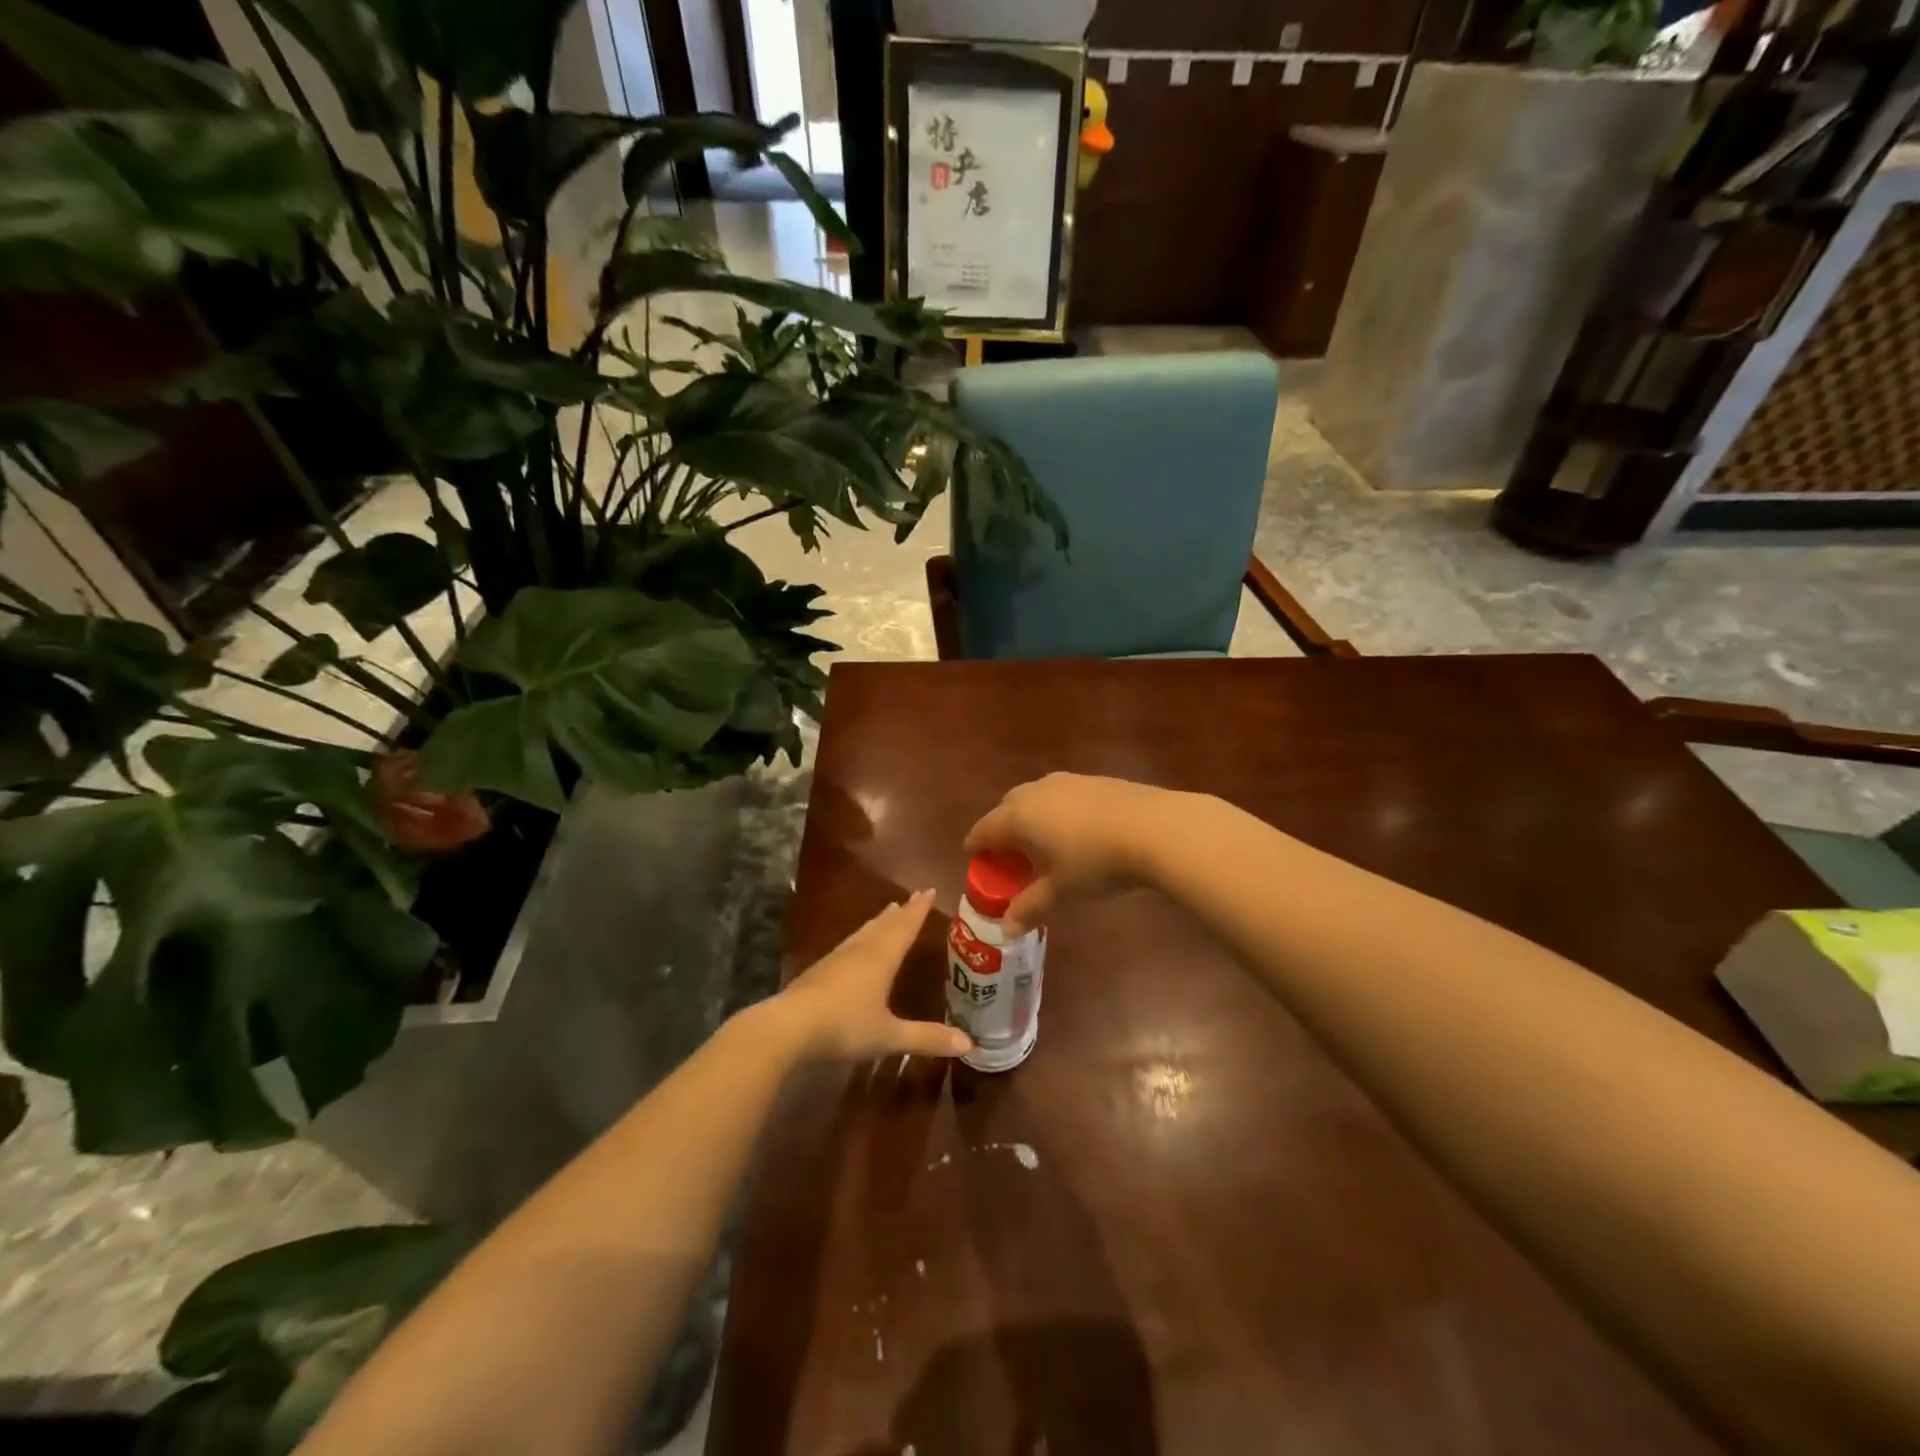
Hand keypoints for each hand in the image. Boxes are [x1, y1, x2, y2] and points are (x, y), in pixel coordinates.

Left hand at [775, 891, 971, 1061]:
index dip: (919, 910)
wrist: (788, 1027)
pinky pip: (849, 945)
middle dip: (901, 912)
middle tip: (913, 897)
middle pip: (884, 925)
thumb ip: (927, 1038)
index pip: (905, 927)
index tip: (929, 890)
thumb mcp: (889, 1036)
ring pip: (864, 933)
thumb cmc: (844, 1026)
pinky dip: (861, 938)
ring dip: (879, 922)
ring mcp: (837, 958)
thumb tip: (968, 1043)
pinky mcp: (819, 970)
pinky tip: (855, 947)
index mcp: (881, 958)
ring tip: (888, 913)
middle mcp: (861, 950)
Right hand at [965, 773, 1175, 932]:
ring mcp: (1067, 782)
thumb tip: (1006, 930)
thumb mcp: (1061, 891)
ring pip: (1036, 797)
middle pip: (1007, 807)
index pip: (984, 829)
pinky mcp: (1095, 780)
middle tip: (1009, 855)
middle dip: (1003, 829)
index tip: (973, 857)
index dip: (976, 845)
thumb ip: (1031, 907)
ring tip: (1043, 843)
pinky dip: (1058, 812)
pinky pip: (1063, 795)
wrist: (1154, 828)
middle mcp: (1036, 792)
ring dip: (1032, 818)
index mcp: (1019, 816)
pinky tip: (1077, 832)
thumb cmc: (1095, 862)